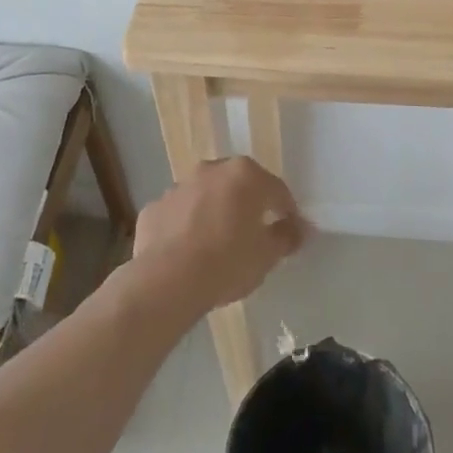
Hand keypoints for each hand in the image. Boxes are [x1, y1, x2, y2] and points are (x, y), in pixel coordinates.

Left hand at [130, 156, 306, 312]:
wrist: (166, 281)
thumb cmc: (227, 262)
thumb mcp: (267, 255)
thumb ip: (287, 236)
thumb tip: (298, 229)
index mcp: (246, 175)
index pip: (277, 191)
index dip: (286, 212)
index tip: (288, 233)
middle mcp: (212, 170)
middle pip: (238, 186)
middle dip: (247, 206)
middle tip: (252, 236)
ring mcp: (179, 187)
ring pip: (205, 196)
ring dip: (214, 212)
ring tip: (216, 246)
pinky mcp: (154, 208)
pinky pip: (178, 214)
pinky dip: (185, 227)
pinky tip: (186, 253)